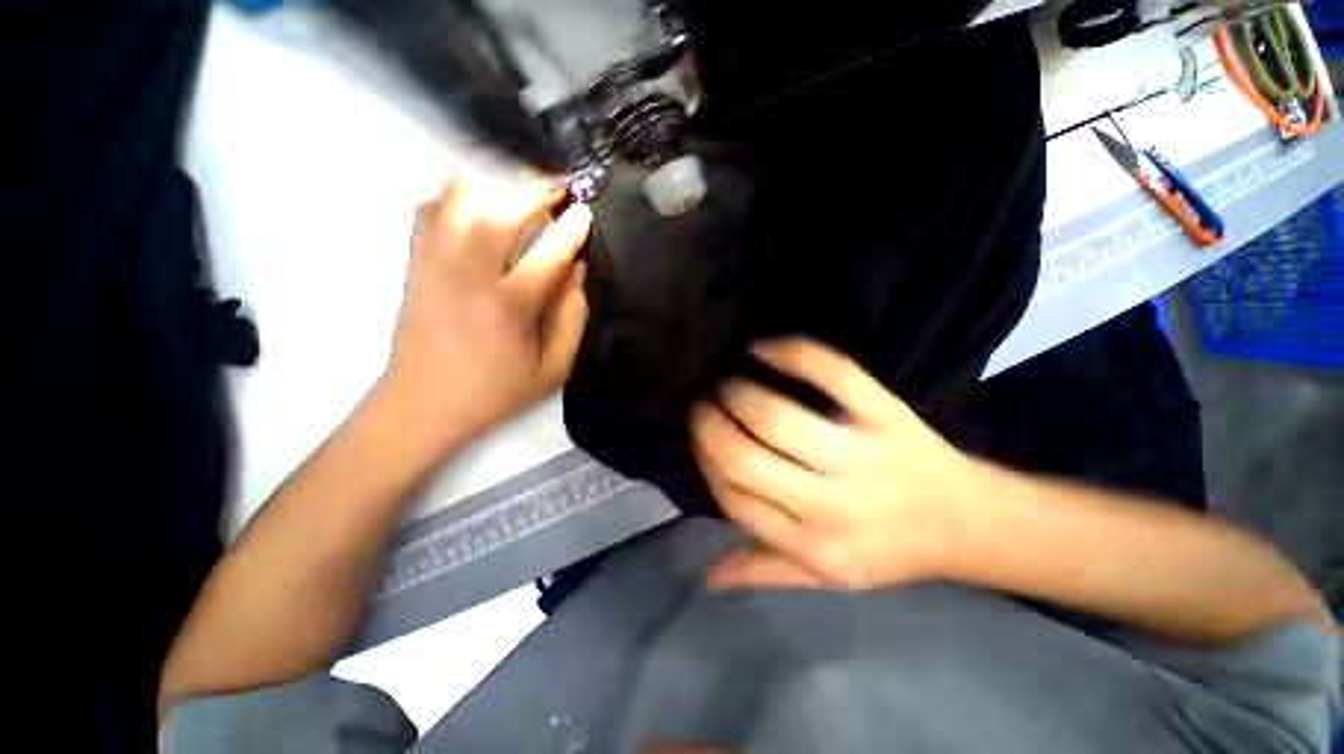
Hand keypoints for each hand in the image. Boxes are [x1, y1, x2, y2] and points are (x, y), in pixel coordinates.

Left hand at [384, 177, 591, 452]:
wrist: (423, 402)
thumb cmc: (496, 390)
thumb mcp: (552, 369)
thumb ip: (572, 319)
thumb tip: (577, 272)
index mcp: (510, 305)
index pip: (550, 252)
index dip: (572, 228)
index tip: (584, 212)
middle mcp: (470, 274)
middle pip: (501, 210)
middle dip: (534, 191)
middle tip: (556, 188)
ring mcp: (436, 262)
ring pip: (459, 199)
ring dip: (494, 187)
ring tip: (516, 193)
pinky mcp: (415, 262)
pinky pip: (428, 209)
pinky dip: (450, 195)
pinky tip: (472, 203)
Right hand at [691, 339, 992, 590]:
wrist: (969, 524)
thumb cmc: (890, 550)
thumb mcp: (827, 576)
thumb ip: (765, 570)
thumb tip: (706, 576)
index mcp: (813, 544)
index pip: (734, 499)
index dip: (707, 462)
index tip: (700, 439)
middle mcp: (832, 504)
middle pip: (746, 459)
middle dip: (711, 426)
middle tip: (703, 406)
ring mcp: (861, 454)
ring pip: (777, 420)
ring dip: (739, 396)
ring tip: (727, 385)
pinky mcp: (886, 414)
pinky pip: (833, 374)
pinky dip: (791, 354)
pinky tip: (762, 348)